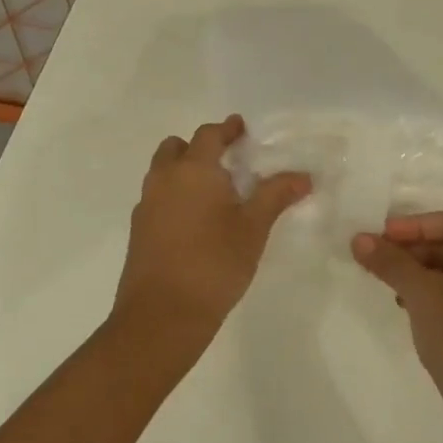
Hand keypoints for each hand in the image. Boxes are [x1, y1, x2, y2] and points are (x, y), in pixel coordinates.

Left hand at [112, 116, 311, 343]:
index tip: (241, 128)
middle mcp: (164, 179)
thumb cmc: (214, 263)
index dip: (226, 129)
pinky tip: (195, 222)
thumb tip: (303, 176)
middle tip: (225, 161)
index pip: (208, 135)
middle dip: (198, 148)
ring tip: (213, 193)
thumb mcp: (253, 228)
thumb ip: (275, 196)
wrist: (162, 314)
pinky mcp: (139, 231)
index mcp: (193, 170)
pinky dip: (174, 197)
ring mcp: (146, 205)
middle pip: (175, 148)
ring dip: (183, 172)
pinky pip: (157, 199)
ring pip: (162, 173)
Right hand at [352, 210, 442, 427]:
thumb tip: (359, 239)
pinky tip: (412, 310)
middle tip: (380, 260)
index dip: (416, 224)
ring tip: (391, 286)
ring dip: (423, 273)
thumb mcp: (421, 295)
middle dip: (415, 250)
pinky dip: (438, 295)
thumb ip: (390, 262)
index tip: (382, 237)